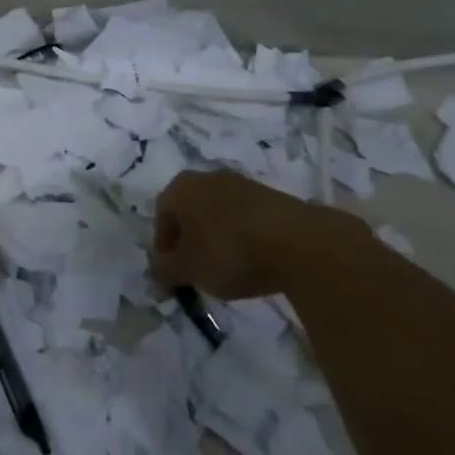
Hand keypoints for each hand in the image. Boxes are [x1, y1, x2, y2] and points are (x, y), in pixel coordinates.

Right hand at [152, 168, 359, 299]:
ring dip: (218, 239)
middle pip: (190, 213)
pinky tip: (255, 261)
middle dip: (191, 242)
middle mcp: (207, 178)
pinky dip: (245, 238)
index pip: (161, 219)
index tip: (174, 276)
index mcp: (180, 188)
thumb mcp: (188, 270)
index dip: (164, 250)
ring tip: (229, 270)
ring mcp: (243, 184)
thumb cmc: (228, 252)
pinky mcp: (273, 197)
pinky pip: (247, 219)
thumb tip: (156, 272)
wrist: (298, 242)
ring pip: (219, 214)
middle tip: (198, 272)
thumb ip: (164, 271)